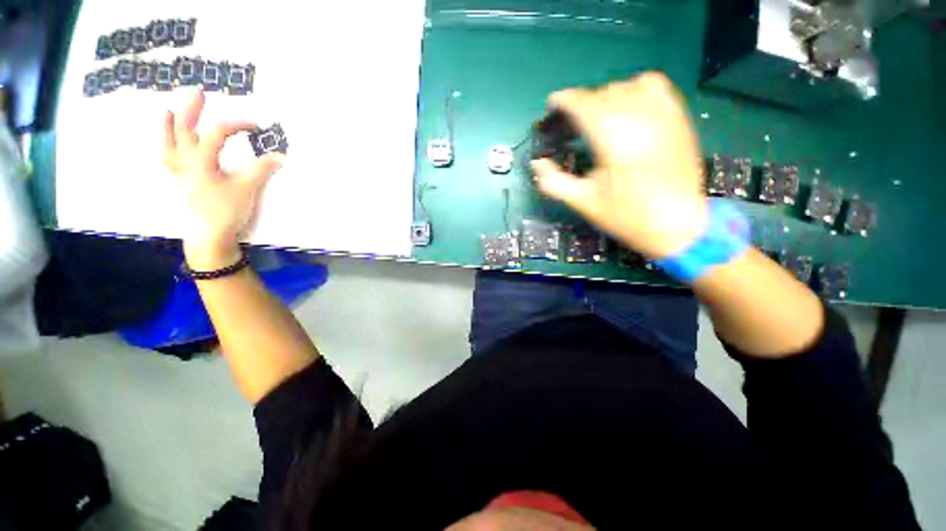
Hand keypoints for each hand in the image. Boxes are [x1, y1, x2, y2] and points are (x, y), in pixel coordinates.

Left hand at [163, 89, 282, 269]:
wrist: (207, 237)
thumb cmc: (226, 212)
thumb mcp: (247, 190)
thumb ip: (262, 170)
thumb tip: (281, 156)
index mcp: (202, 161)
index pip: (217, 133)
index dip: (237, 124)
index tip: (257, 125)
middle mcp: (184, 161)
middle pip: (185, 129)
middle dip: (192, 109)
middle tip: (198, 92)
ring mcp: (175, 172)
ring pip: (168, 142)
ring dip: (169, 124)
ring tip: (168, 109)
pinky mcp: (175, 182)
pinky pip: (165, 158)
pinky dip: (164, 146)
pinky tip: (166, 143)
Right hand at [531, 72, 706, 259]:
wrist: (677, 225)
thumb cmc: (626, 216)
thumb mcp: (583, 202)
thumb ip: (553, 182)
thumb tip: (537, 164)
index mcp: (611, 138)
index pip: (582, 104)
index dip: (563, 100)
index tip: (552, 105)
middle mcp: (637, 117)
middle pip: (602, 94)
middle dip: (582, 104)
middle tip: (573, 124)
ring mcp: (662, 114)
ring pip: (627, 86)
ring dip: (607, 97)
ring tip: (601, 117)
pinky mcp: (678, 117)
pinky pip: (655, 86)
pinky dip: (637, 90)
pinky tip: (631, 109)